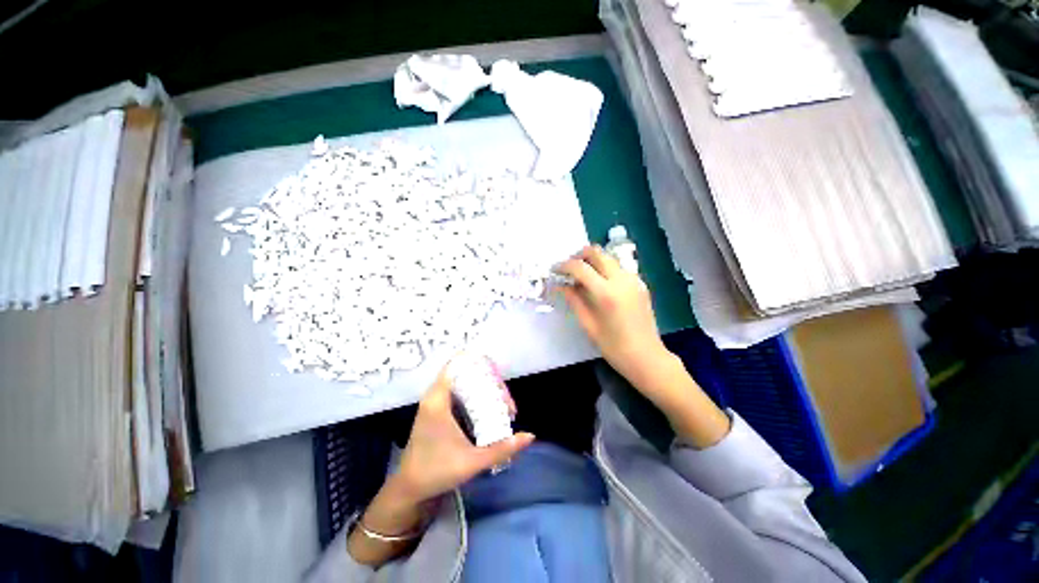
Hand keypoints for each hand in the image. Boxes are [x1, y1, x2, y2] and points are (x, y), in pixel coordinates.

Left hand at [392, 366, 534, 505]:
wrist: (409, 489)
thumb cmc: (437, 472)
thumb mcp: (473, 461)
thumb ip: (502, 448)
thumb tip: (530, 435)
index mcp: (438, 400)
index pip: (456, 365)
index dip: (477, 362)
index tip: (498, 373)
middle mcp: (435, 396)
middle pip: (465, 374)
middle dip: (489, 382)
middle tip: (506, 401)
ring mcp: (435, 402)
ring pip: (462, 383)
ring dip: (483, 389)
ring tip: (502, 405)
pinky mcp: (437, 410)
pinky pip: (459, 393)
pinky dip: (475, 396)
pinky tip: (489, 409)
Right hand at [556, 245, 669, 380]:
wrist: (647, 357)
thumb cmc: (614, 346)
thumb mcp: (588, 324)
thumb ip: (574, 300)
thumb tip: (561, 285)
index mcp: (606, 293)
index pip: (580, 267)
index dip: (564, 265)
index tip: (554, 270)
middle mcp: (622, 280)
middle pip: (597, 252)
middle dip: (579, 255)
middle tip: (568, 268)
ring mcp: (634, 280)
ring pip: (609, 258)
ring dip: (592, 261)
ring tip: (581, 276)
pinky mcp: (640, 284)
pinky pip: (618, 268)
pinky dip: (605, 269)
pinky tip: (598, 284)